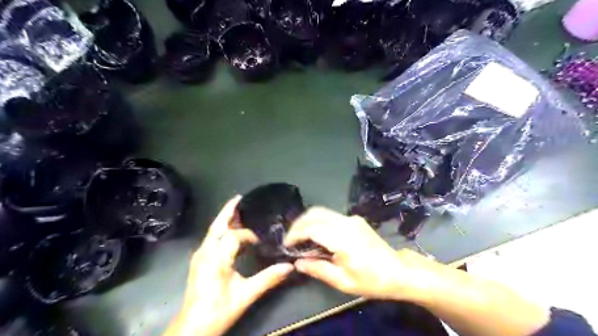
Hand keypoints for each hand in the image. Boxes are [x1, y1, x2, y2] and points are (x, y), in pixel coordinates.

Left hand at [168, 196, 292, 335]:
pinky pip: (212, 239)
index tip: (262, 241)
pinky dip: (223, 231)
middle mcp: (205, 252)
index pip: (234, 236)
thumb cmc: (218, 310)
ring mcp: (200, 255)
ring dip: (226, 219)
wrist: (192, 327)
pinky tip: (232, 232)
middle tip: (242, 198)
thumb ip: (268, 279)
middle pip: (218, 225)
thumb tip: (289, 266)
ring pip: (213, 231)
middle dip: (229, 211)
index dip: (249, 235)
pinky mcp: (199, 260)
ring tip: (240, 211)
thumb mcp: (245, 295)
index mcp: (216, 257)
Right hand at [285, 207, 434, 301]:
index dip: (295, 234)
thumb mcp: (342, 281)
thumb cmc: (371, 280)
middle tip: (291, 239)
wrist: (398, 271)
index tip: (287, 245)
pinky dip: (318, 221)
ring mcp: (351, 218)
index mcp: (342, 238)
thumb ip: (317, 269)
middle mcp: (345, 222)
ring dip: (308, 221)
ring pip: (322, 211)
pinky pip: (331, 215)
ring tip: (301, 237)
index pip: (311, 228)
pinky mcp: (355, 219)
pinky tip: (317, 235)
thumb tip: (298, 262)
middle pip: (314, 213)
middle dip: (298, 224)